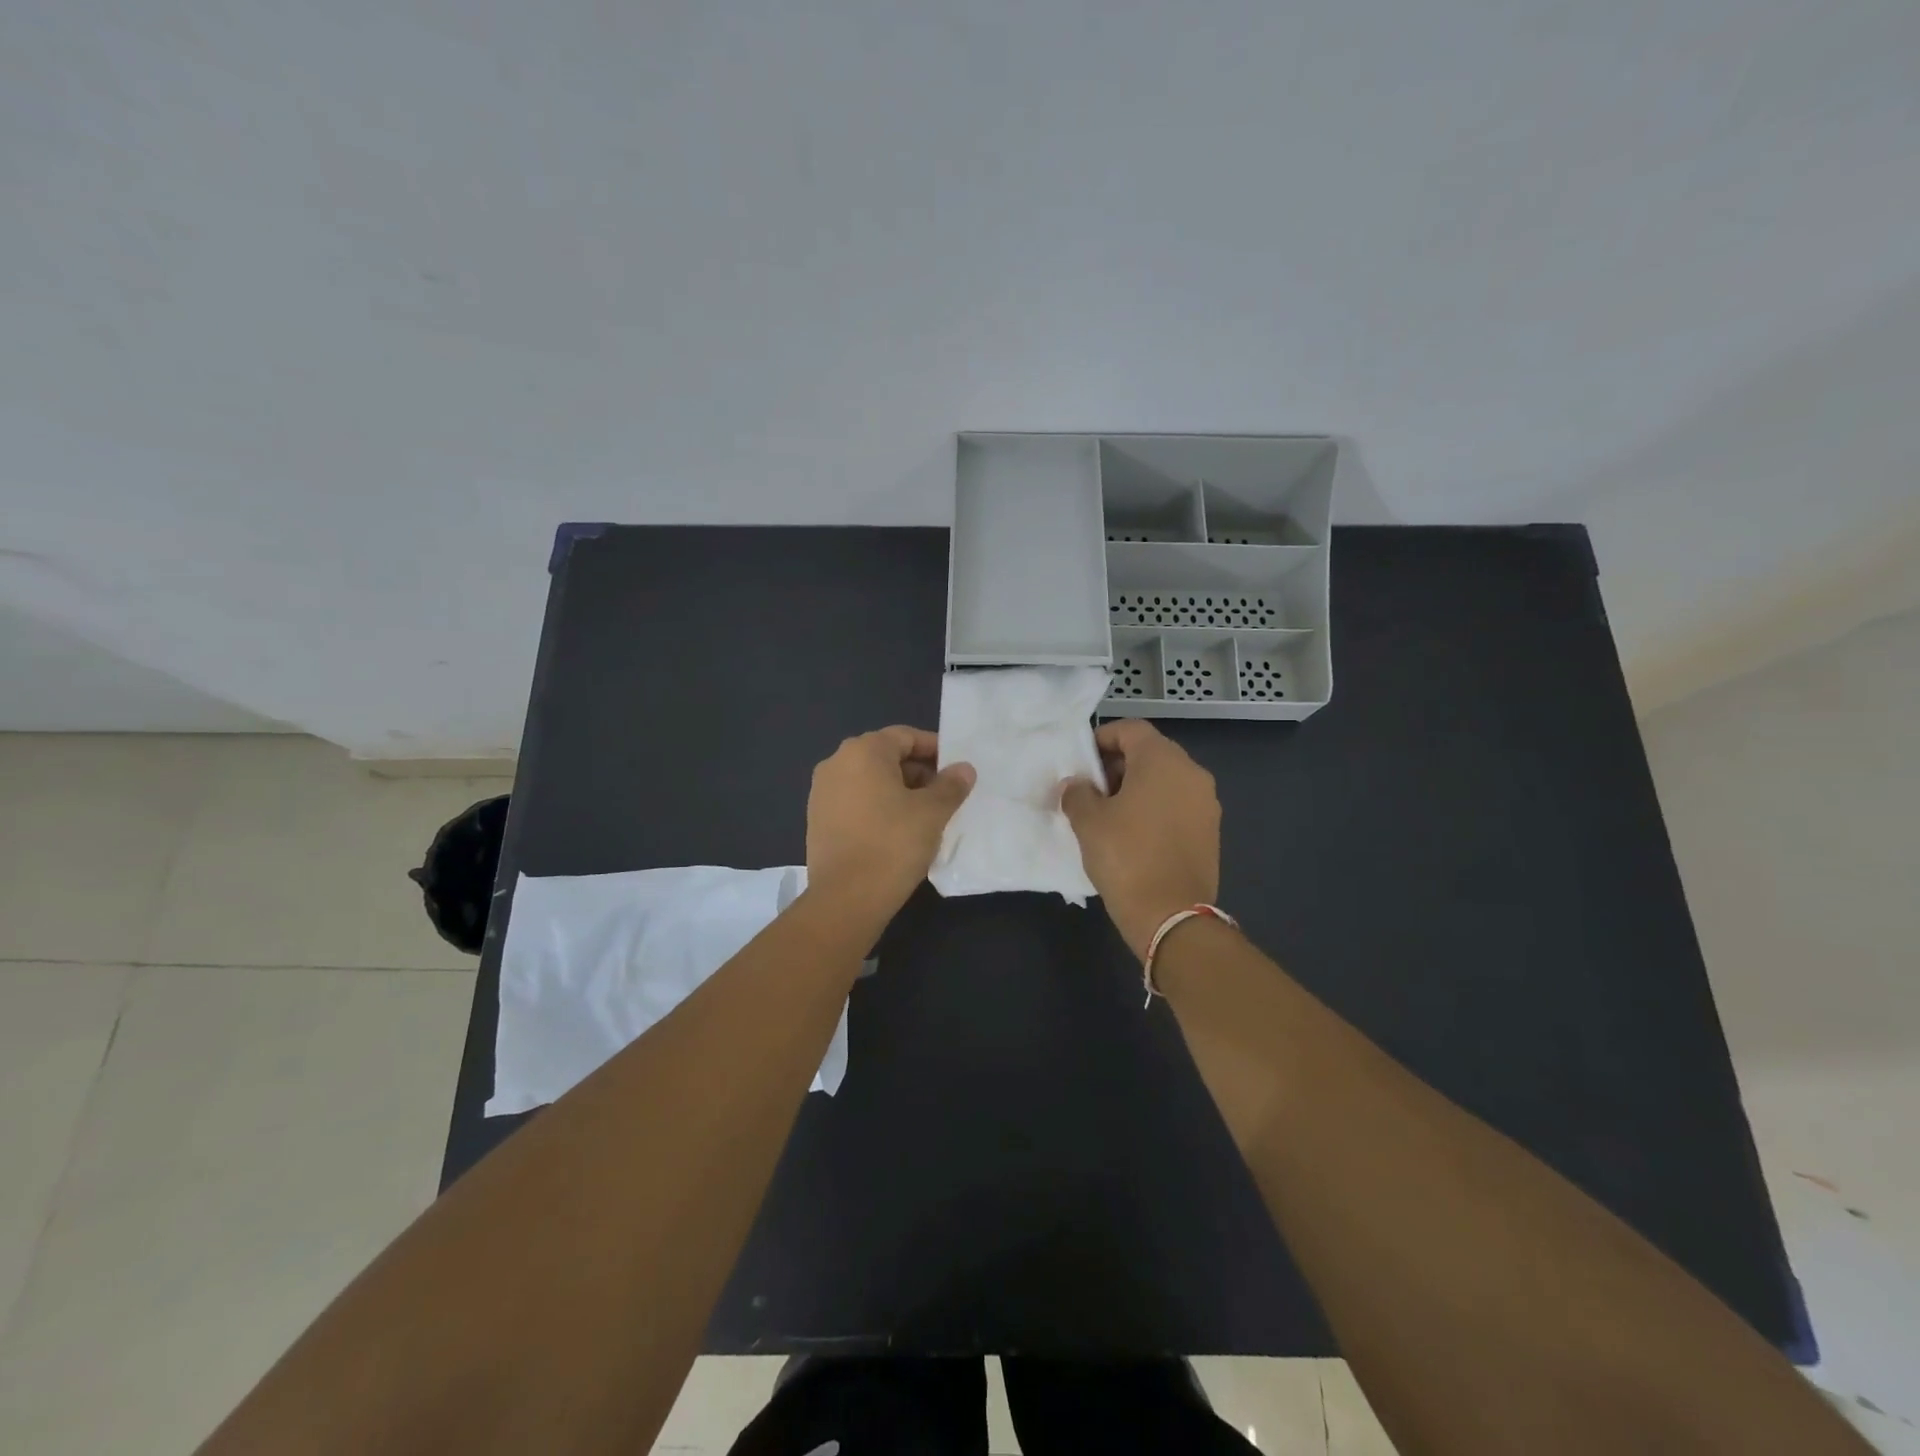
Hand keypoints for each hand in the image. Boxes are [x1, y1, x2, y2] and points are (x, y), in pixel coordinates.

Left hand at [806, 726, 974, 922]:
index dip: (934, 749)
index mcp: (863, 751)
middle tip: (944, 794)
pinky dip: (877, 807)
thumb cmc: (893, 844)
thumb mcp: (932, 812)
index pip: (905, 736)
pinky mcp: (817, 820)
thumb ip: (950, 785)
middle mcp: (836, 763)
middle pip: (885, 756)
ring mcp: (821, 792)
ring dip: (898, 790)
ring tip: (924, 815)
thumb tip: (963, 769)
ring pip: (869, 780)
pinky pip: (855, 801)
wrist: (846, 898)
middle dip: (917, 771)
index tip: (956, 770)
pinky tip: (896, 831)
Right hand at [1059, 720, 1219, 959]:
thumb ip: (1078, 793)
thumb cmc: (1125, 857)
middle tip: (1091, 790)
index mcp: (1163, 761)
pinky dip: (1155, 808)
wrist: (1170, 915)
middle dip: (1118, 765)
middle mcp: (1192, 773)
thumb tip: (1077, 785)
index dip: (1102, 738)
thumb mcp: (1088, 822)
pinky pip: (1177, 804)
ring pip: (1165, 780)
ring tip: (1110, 815)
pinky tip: (1133, 835)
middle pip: (1151, 753)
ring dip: (1137, 788)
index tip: (1081, 762)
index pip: (1131, 729)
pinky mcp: (1210, 830)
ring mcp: (1206, 803)